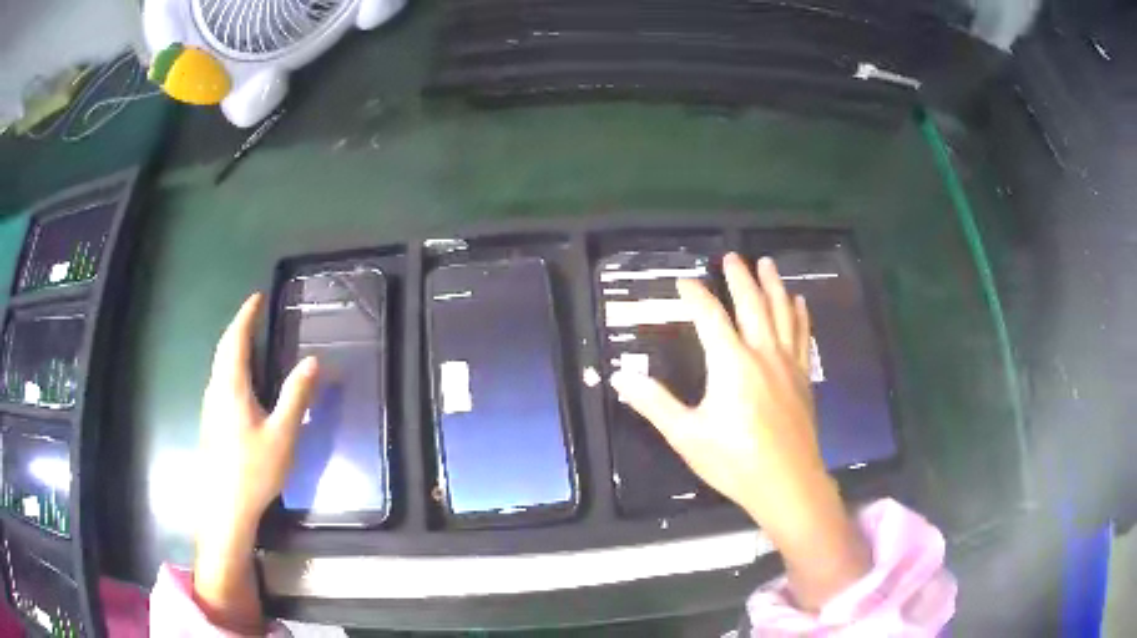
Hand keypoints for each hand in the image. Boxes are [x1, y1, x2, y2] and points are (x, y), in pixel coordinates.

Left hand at [194, 293, 318, 630]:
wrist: (225, 507)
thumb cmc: (254, 469)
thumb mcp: (282, 434)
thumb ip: (296, 396)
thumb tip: (312, 361)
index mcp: (231, 387)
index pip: (235, 340)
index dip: (246, 316)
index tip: (256, 297)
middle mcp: (216, 390)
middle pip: (224, 350)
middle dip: (238, 329)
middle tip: (255, 316)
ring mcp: (210, 407)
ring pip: (220, 367)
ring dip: (233, 348)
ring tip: (250, 342)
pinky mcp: (211, 422)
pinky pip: (220, 382)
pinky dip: (231, 367)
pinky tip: (242, 383)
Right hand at [610, 254, 868, 610]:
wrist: (787, 482)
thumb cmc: (734, 461)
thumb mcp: (687, 435)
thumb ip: (654, 403)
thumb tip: (621, 377)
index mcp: (731, 363)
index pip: (710, 316)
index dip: (695, 295)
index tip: (684, 282)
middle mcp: (762, 353)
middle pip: (752, 304)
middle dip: (740, 277)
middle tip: (732, 256)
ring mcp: (787, 363)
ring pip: (782, 312)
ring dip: (773, 285)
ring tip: (768, 263)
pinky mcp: (802, 377)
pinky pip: (802, 335)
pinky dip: (800, 314)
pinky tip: (799, 302)